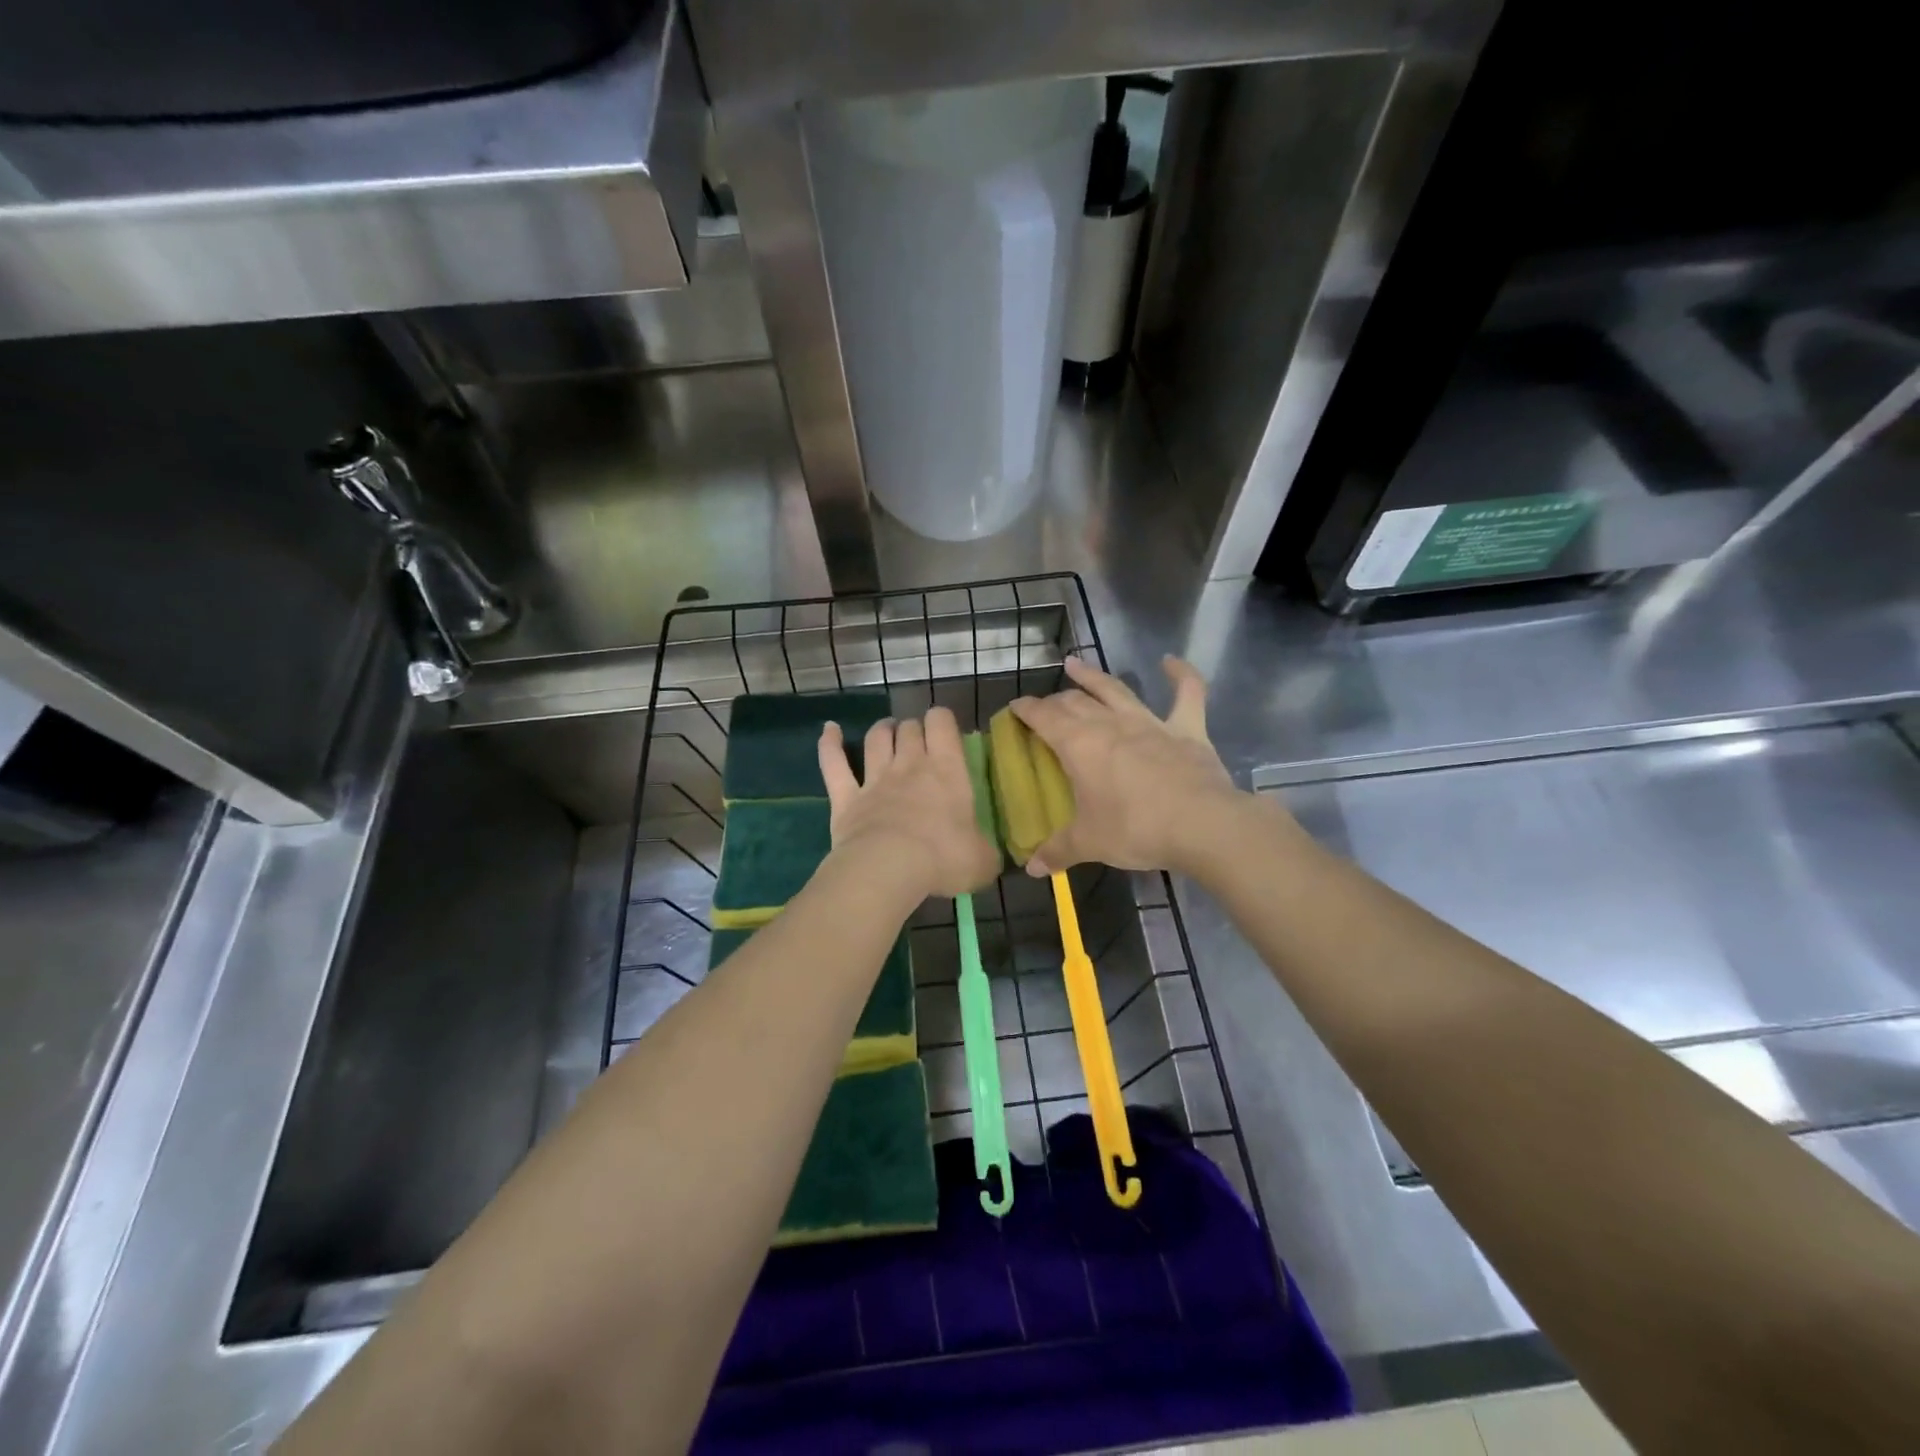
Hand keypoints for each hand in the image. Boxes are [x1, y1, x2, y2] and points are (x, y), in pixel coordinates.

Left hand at [817, 707, 1000, 900]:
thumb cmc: (943, 859)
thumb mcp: (982, 861)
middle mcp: (910, 765)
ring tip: (887, 729)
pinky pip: (834, 764)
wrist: (888, 868)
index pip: (942, 724)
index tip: (945, 731)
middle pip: (909, 729)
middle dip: (914, 728)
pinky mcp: (846, 798)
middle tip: (918, 740)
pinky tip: (829, 730)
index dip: (942, 720)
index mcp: (947, 771)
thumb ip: (985, 852)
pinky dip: (829, 744)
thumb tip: (988, 857)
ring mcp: (874, 779)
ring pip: (876, 739)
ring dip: (882, 730)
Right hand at [1010, 656, 1249, 876]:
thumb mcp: (1089, 843)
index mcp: (1079, 745)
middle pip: (1075, 702)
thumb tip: (1032, 869)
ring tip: (1075, 664)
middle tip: (1046, 707)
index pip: (1043, 717)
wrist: (1202, 825)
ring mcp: (1150, 722)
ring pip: (1116, 690)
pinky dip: (1180, 674)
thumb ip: (1058, 852)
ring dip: (1093, 676)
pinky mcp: (1187, 729)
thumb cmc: (1136, 829)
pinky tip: (1170, 661)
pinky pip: (1186, 693)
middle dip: (1055, 701)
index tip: (1014, 708)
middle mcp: (1110, 724)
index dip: (1026, 710)